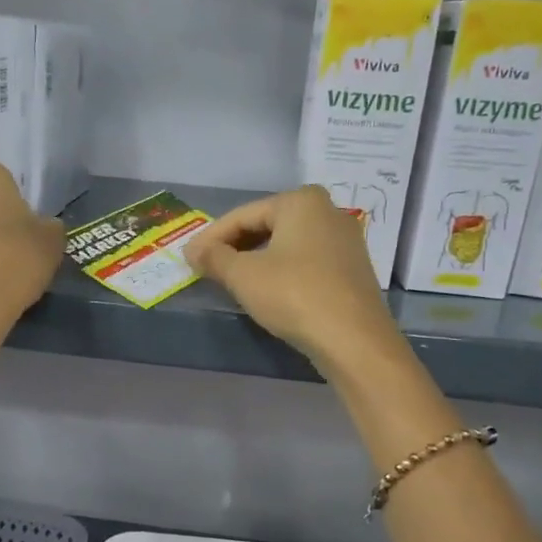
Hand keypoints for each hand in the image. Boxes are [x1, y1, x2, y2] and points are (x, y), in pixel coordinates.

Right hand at [187, 185, 401, 371]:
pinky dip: (281, 270)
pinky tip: (266, 289)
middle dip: (235, 246)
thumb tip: (193, 250)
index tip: (188, 257)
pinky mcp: (352, 269)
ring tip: (231, 279)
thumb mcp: (244, 276)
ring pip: (287, 244)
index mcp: (301, 201)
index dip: (211, 237)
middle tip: (207, 267)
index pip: (243, 216)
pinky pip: (306, 261)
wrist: (353, 340)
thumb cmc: (294, 296)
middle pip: (267, 225)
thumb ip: (214, 258)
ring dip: (257, 259)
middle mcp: (328, 211)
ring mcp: (345, 241)